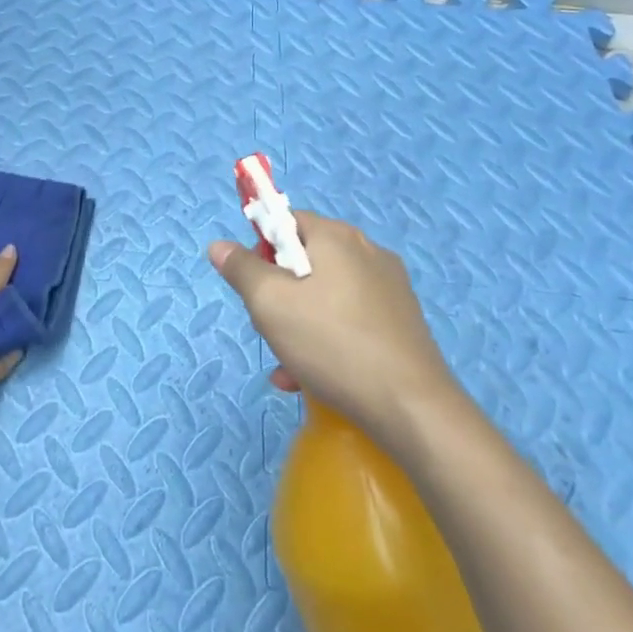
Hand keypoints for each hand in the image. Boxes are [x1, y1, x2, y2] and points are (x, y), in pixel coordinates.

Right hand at [208, 211, 458, 434]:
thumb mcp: (269, 304)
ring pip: (326, 296)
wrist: (413, 409)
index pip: (287, 222)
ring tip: (288, 368)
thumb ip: (241, 269)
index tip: (253, 287)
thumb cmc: (332, 344)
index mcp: (337, 237)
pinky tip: (314, 380)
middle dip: (279, 295)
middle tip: (269, 329)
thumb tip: (219, 245)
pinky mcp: (403, 324)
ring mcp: (390, 289)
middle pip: (305, 261)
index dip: (261, 249)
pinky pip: (351, 321)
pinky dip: (328, 342)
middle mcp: (368, 252)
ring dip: (299, 326)